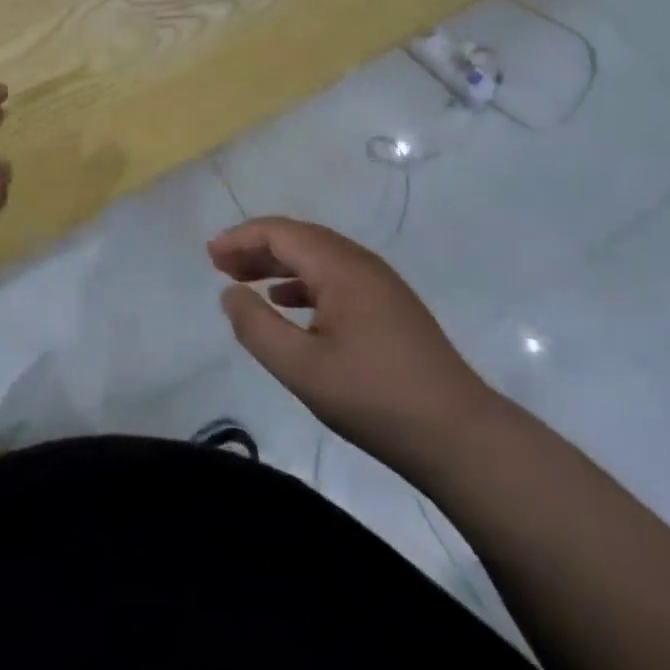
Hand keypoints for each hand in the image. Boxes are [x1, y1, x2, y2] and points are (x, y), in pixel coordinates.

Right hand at [209, 218, 495, 461]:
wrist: (460, 436)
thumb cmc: (375, 398)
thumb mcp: (302, 369)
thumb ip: (258, 327)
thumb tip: (230, 292)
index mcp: (341, 267)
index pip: (281, 233)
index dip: (241, 238)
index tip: (209, 255)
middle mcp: (361, 263)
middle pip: (299, 239)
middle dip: (256, 247)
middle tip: (219, 265)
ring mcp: (380, 284)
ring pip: (318, 258)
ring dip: (278, 264)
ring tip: (245, 281)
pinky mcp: (389, 306)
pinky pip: (335, 278)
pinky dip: (303, 282)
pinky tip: (288, 303)